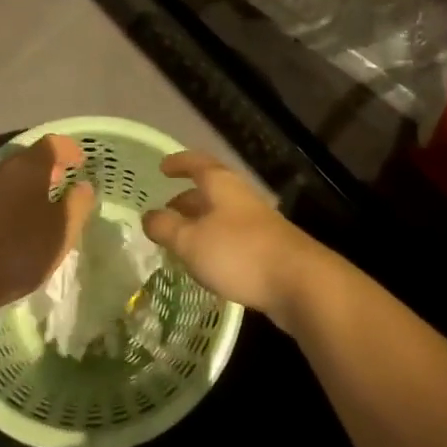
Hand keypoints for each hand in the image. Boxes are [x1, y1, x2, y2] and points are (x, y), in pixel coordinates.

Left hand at [0, 134, 95, 330]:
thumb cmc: (20, 249)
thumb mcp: (62, 230)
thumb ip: (78, 203)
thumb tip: (83, 186)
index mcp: (29, 166)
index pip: (54, 143)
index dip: (70, 149)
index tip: (83, 163)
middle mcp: (4, 169)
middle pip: (32, 157)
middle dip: (52, 166)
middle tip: (68, 182)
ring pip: (16, 176)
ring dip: (34, 184)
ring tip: (49, 204)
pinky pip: (3, 193)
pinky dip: (18, 198)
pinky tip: (24, 221)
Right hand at [142, 151, 326, 322]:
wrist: (298, 282)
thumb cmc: (239, 253)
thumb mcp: (191, 241)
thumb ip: (166, 228)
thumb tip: (148, 216)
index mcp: (222, 184)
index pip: (196, 163)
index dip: (178, 163)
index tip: (162, 168)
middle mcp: (240, 197)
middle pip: (210, 190)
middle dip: (186, 199)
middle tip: (166, 212)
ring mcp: (257, 222)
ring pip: (221, 215)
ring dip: (200, 223)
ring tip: (181, 241)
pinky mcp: (268, 248)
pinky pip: (233, 237)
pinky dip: (215, 243)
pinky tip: (208, 264)